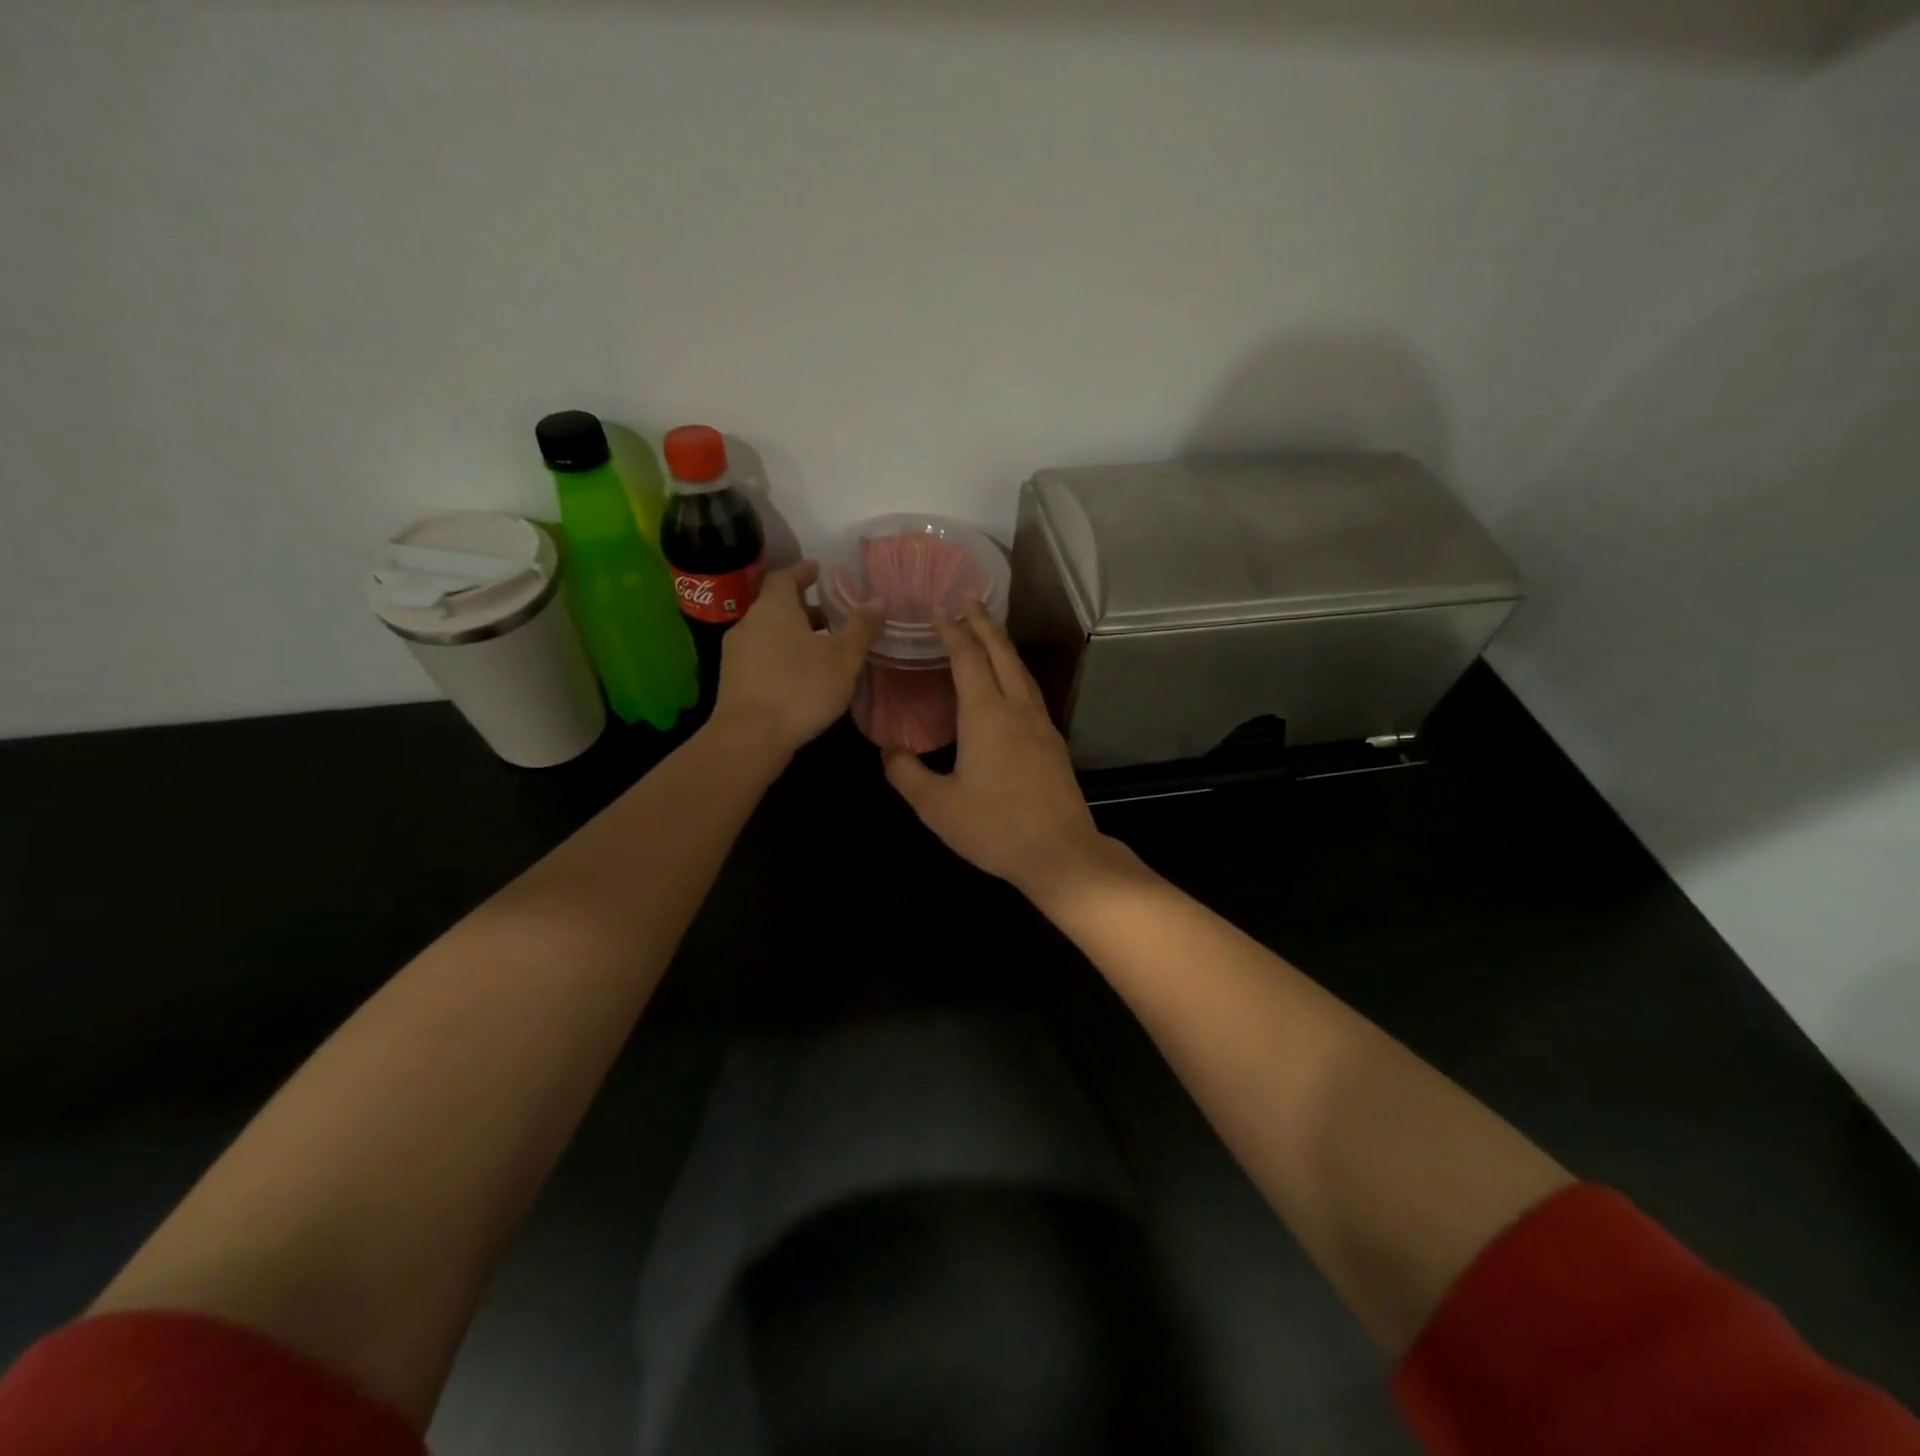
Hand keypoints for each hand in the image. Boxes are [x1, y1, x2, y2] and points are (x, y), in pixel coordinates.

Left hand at [713, 561, 880, 758]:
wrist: (750, 737)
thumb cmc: (800, 688)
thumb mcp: (843, 658)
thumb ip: (860, 627)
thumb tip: (877, 600)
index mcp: (774, 608)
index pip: (784, 577)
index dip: (802, 572)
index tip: (818, 570)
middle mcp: (749, 623)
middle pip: (776, 606)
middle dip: (803, 608)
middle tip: (830, 614)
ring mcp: (736, 653)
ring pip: (768, 633)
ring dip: (792, 635)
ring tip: (821, 647)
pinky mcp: (733, 681)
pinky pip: (761, 657)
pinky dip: (781, 656)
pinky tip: (801, 675)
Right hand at [883, 603, 1117, 897]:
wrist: (1059, 852)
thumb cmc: (993, 827)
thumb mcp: (936, 806)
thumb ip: (906, 773)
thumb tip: (889, 750)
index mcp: (986, 714)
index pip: (967, 658)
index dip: (952, 630)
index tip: (939, 608)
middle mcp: (1016, 708)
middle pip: (1001, 652)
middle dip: (983, 622)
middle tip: (968, 599)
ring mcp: (1040, 724)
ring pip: (1021, 670)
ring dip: (1002, 644)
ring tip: (988, 631)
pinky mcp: (1053, 742)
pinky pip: (1030, 691)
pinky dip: (1015, 671)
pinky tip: (1009, 682)